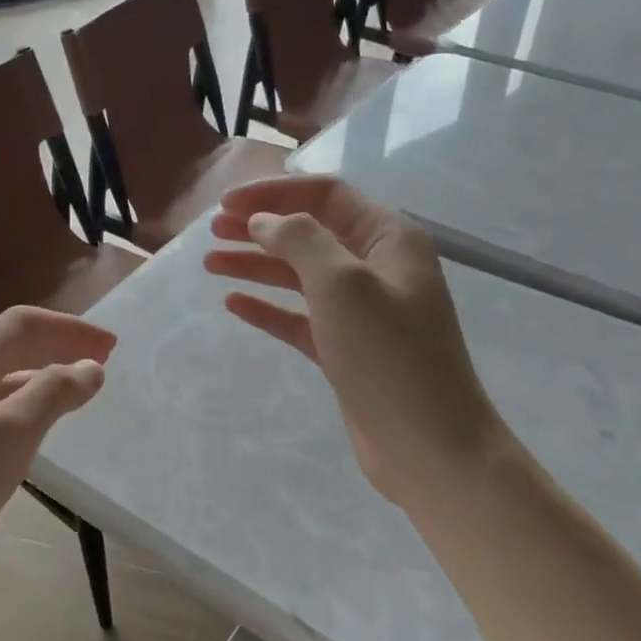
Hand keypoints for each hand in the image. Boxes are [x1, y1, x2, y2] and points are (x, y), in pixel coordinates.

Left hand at [0, 306, 114, 614]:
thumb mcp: (5, 438)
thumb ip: (51, 394)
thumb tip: (90, 366)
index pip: (22, 324)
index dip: (70, 328)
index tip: (113, 345)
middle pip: (9, 347)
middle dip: (58, 347)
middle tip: (103, 364)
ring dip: (42, 379)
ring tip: (77, 396)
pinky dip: (22, 411)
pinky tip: (34, 435)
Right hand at [204, 175, 505, 509]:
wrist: (429, 448)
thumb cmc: (389, 357)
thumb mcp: (343, 285)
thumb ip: (300, 240)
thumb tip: (264, 221)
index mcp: (388, 239)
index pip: (326, 195)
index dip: (274, 192)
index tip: (226, 204)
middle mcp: (376, 267)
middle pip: (310, 231)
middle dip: (261, 226)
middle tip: (214, 231)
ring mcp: (362, 311)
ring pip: (300, 275)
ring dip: (257, 264)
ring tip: (211, 263)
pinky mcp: (346, 349)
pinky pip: (300, 317)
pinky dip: (268, 308)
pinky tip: (234, 304)